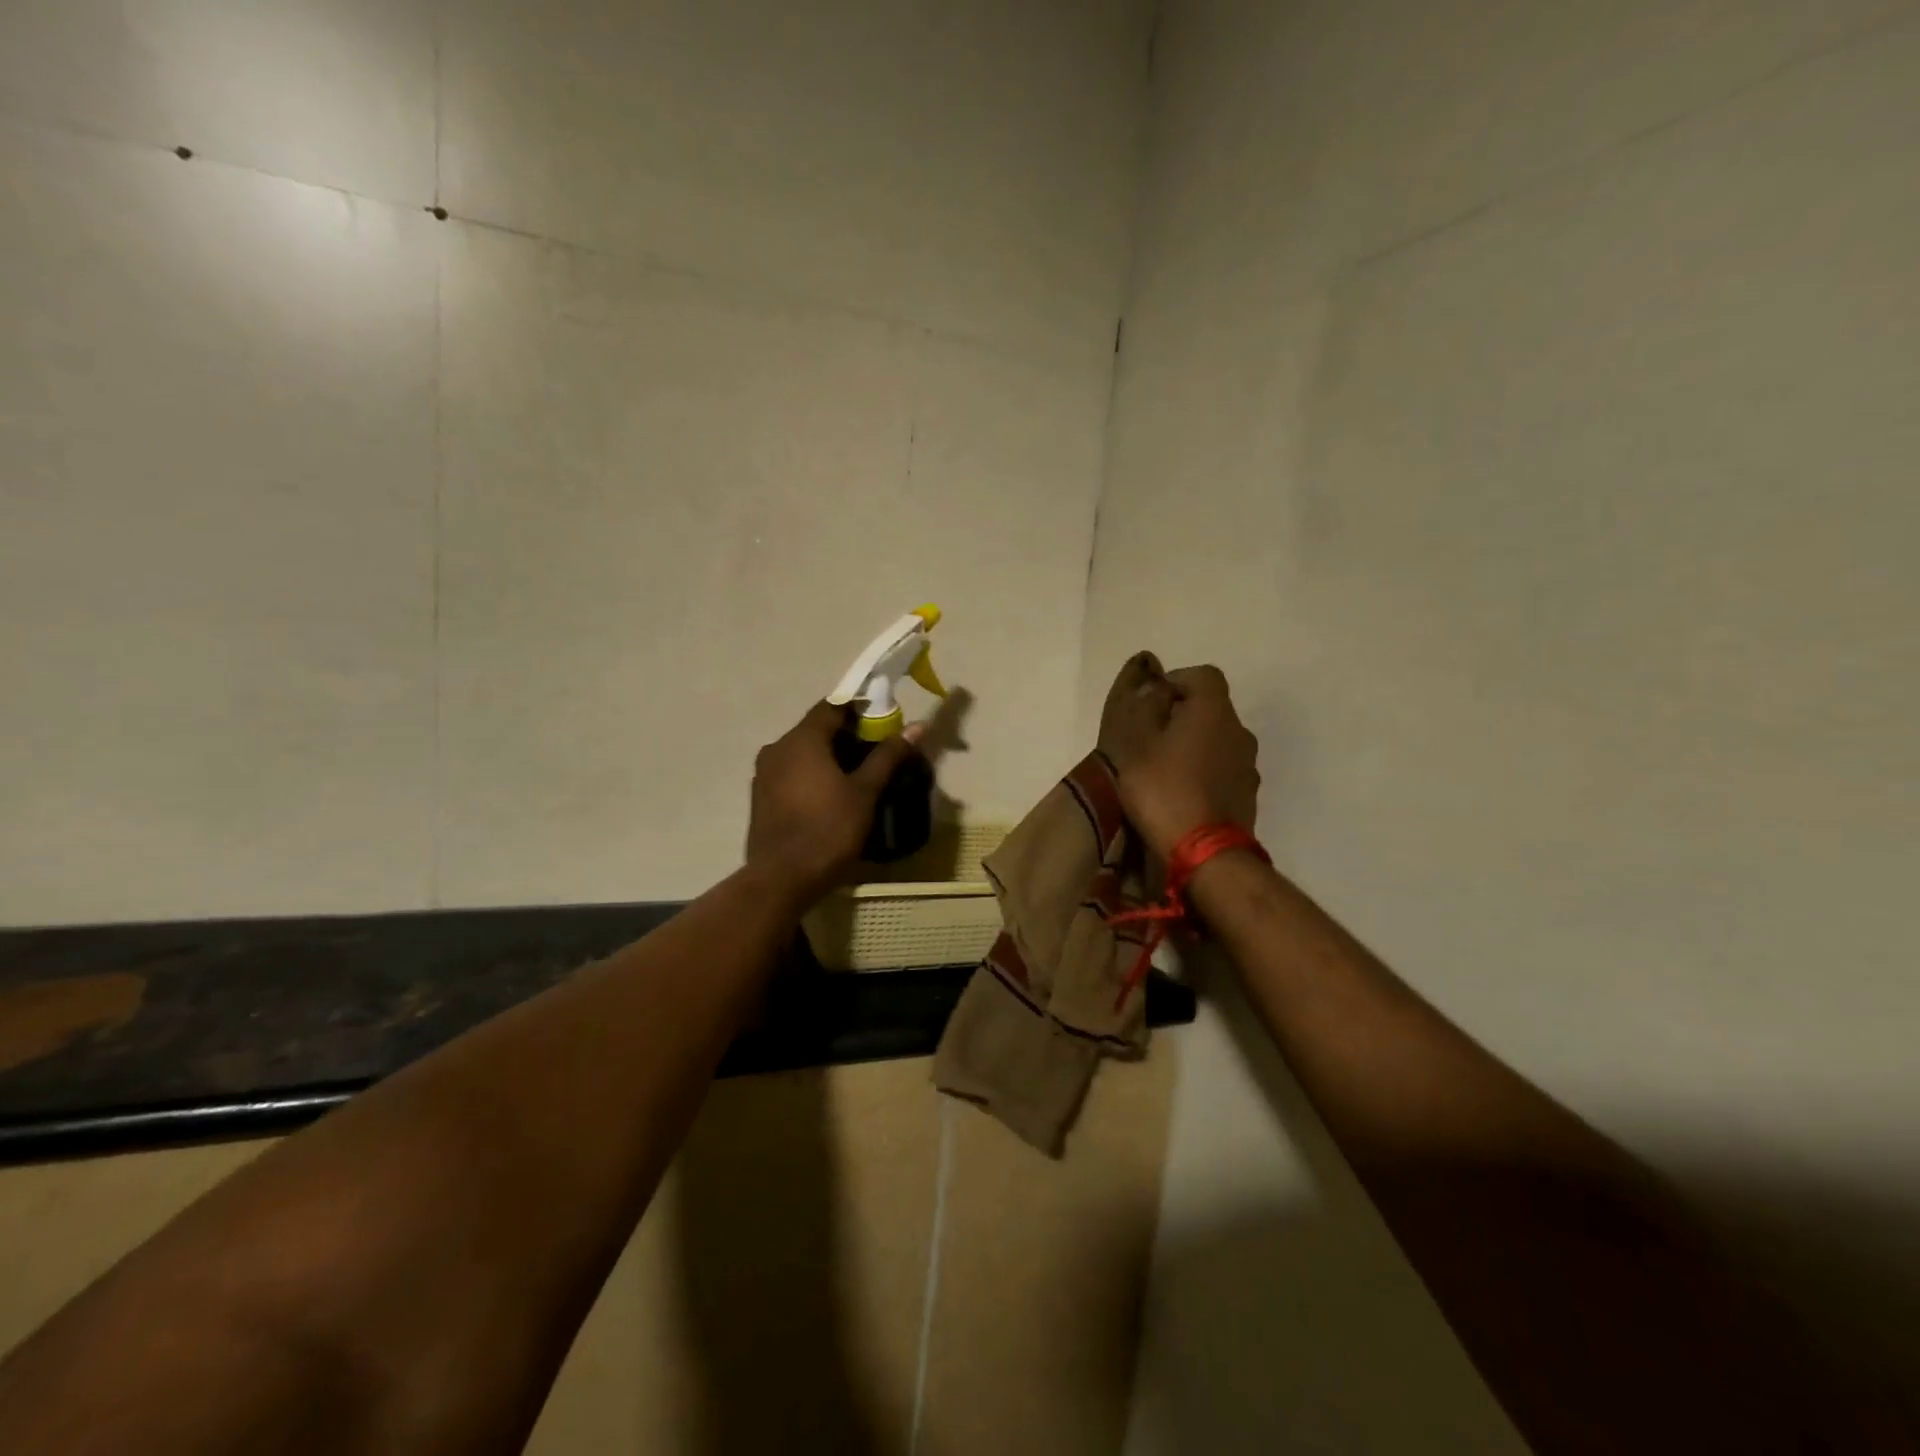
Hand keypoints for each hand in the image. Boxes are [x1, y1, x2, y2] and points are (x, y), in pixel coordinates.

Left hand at [745, 701, 920, 903]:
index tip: (883, 726)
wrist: (781, 880)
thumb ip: (888, 756)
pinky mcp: (760, 797)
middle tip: (876, 754)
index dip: (860, 710)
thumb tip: (918, 726)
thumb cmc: (828, 831)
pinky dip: (811, 774)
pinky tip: (830, 797)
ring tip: (857, 777)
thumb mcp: (865, 792)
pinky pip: (790, 772)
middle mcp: (777, 748)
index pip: (832, 706)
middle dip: (847, 736)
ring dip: (828, 757)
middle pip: (816, 729)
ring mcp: (764, 773)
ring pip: (802, 752)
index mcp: (801, 739)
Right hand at [1099, 653, 1259, 859]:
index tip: (1151, 705)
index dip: (1175, 681)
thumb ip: (1141, 706)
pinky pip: (1224, 770)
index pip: (1203, 675)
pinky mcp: (1248, 795)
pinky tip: (1183, 794)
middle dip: (1182, 717)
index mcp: (1214, 711)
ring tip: (1165, 771)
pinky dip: (1205, 773)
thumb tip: (1150, 680)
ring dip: (1195, 747)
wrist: (1206, 853)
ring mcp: (1248, 765)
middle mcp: (1239, 731)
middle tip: (1150, 740)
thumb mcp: (1135, 744)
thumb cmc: (1163, 789)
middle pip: (1211, 709)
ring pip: (1218, 741)